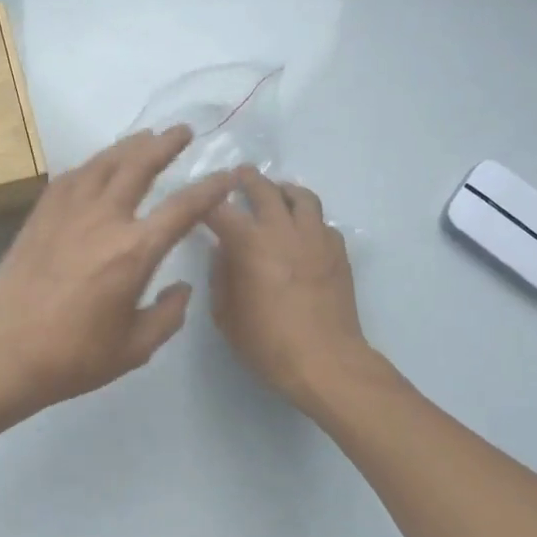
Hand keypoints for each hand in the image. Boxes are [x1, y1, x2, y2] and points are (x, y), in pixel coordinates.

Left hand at [0, 126, 235, 416]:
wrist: (5, 351)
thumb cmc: (75, 356)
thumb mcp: (136, 347)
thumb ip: (169, 315)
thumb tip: (182, 287)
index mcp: (135, 250)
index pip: (183, 208)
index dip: (210, 188)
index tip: (227, 174)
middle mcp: (104, 219)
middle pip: (139, 166)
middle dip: (165, 144)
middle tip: (182, 131)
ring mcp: (68, 213)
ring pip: (103, 163)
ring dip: (128, 146)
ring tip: (144, 136)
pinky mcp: (40, 216)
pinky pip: (71, 178)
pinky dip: (91, 165)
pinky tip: (96, 165)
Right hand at [207, 167, 369, 408]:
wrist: (325, 361)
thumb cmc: (267, 342)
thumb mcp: (225, 314)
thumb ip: (220, 275)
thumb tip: (221, 251)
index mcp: (249, 243)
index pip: (219, 208)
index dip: (205, 199)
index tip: (198, 197)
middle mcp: (282, 230)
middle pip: (264, 189)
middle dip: (247, 179)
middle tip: (239, 176)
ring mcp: (315, 238)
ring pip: (302, 197)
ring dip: (284, 190)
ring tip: (277, 193)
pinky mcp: (338, 252)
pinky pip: (323, 223)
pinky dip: (309, 220)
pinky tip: (303, 233)